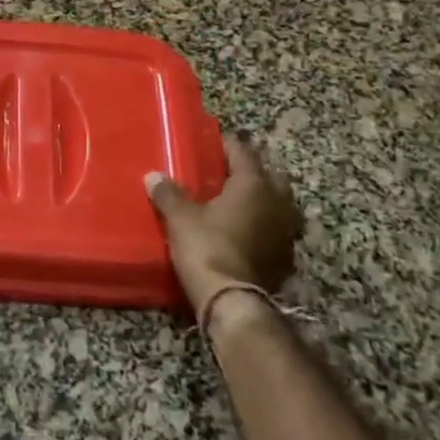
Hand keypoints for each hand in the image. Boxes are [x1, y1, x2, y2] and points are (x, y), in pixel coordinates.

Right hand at [147, 131, 301, 309]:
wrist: (232, 300)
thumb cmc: (207, 246)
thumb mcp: (180, 217)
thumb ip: (168, 193)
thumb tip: (153, 176)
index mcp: (254, 185)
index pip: (243, 152)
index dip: (227, 144)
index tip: (214, 139)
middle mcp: (278, 203)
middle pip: (270, 176)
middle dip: (253, 171)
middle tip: (228, 171)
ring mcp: (286, 233)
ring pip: (279, 205)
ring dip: (263, 201)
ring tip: (239, 202)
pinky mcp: (286, 259)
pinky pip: (277, 232)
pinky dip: (264, 227)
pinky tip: (247, 232)